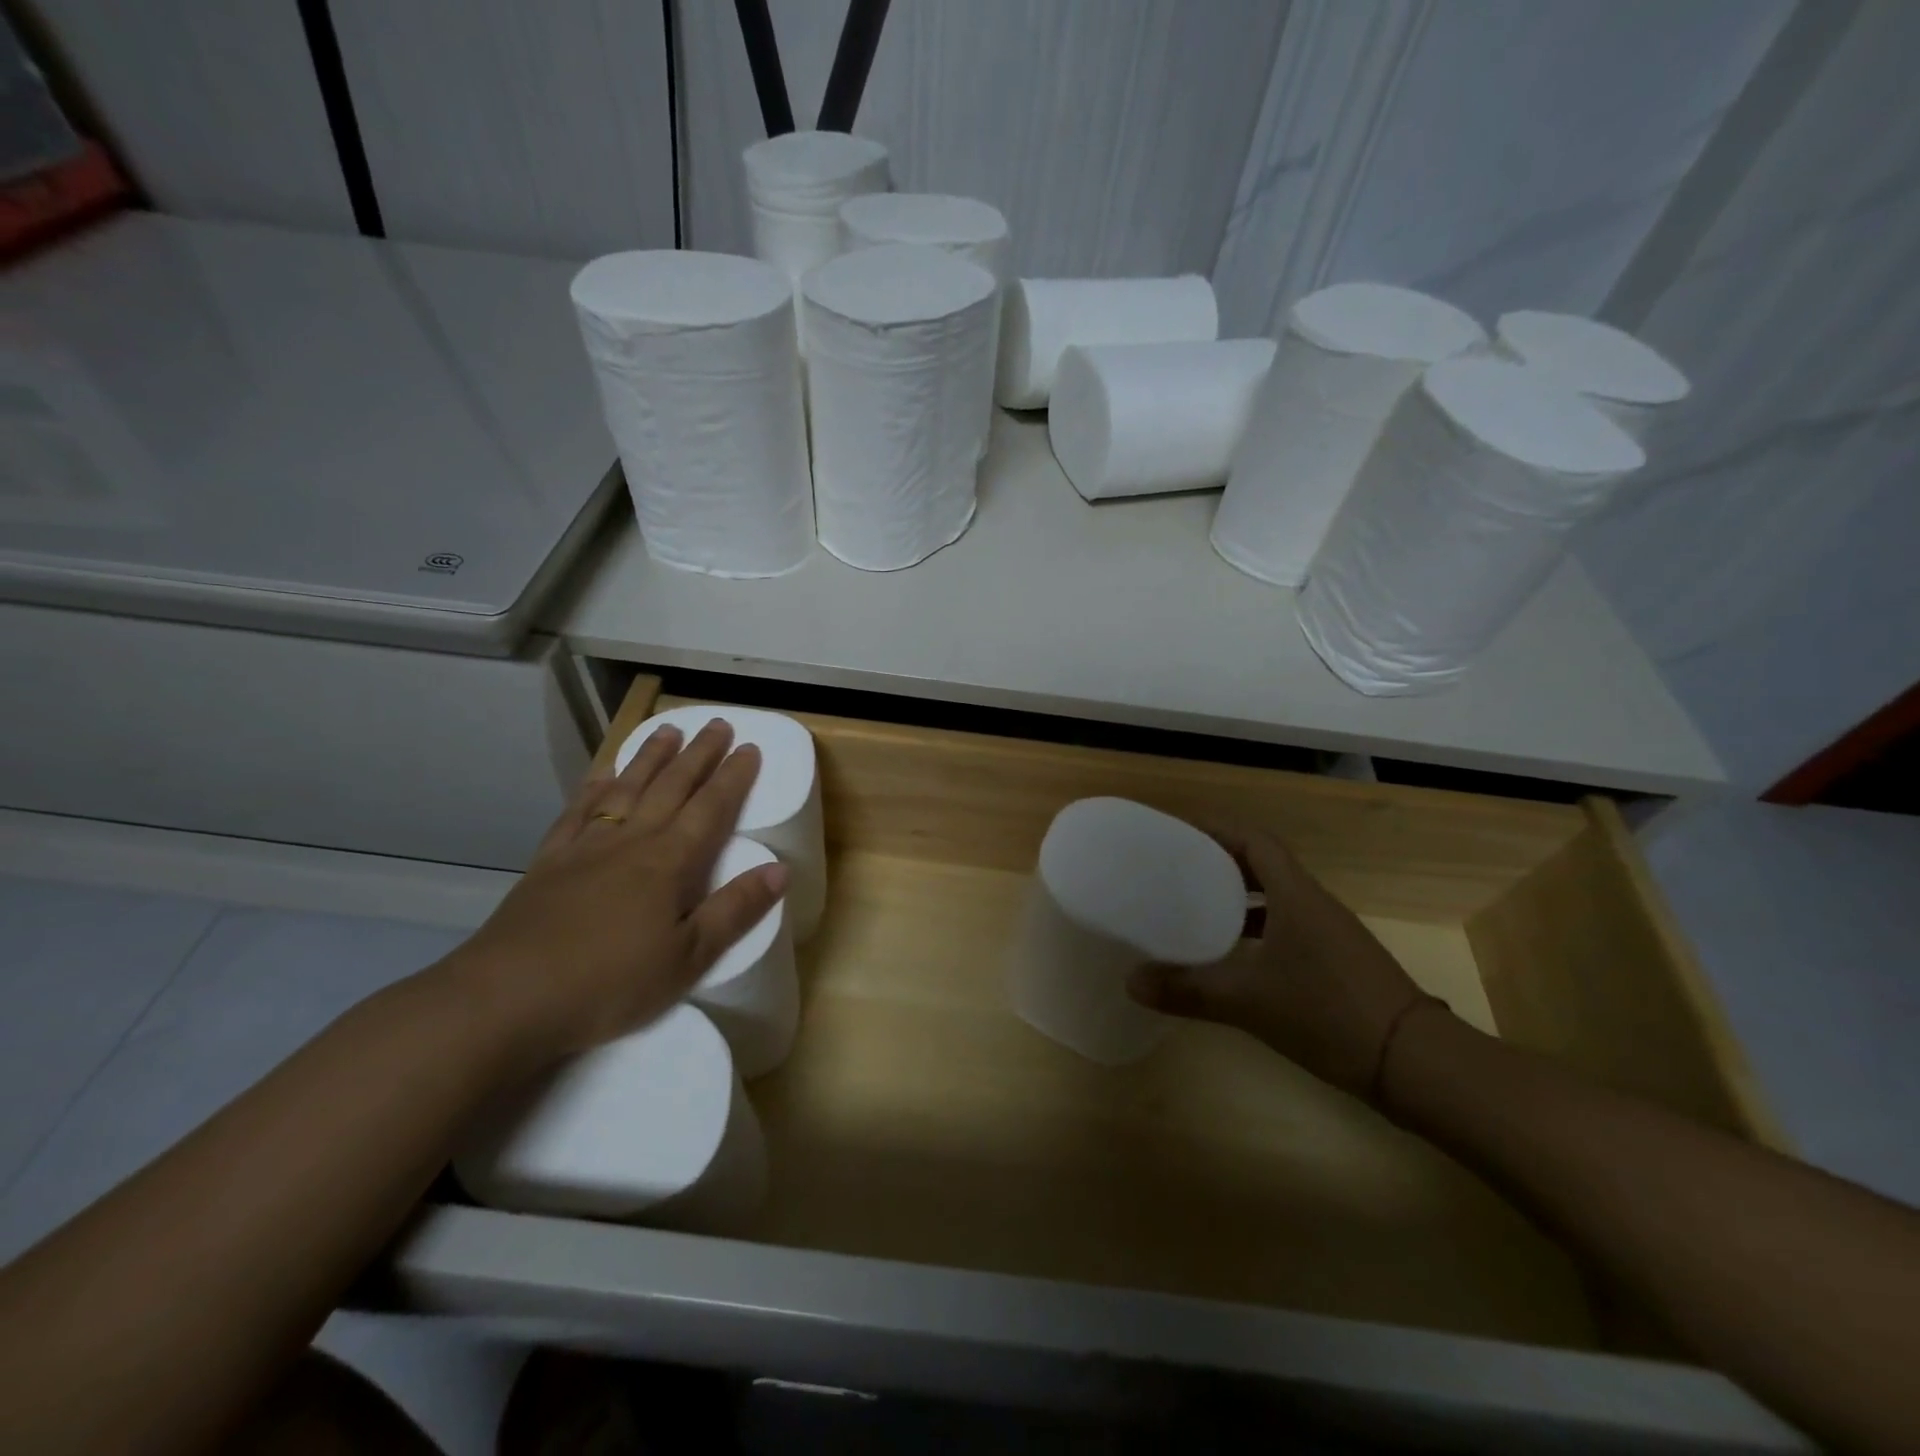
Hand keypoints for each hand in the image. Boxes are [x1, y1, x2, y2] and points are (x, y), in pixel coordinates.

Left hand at [444, 719, 787, 1062]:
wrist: (507, 997)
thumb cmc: (610, 982)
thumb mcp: (688, 958)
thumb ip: (735, 910)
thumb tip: (781, 869)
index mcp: (669, 862)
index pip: (711, 807)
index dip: (733, 776)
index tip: (750, 747)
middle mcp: (631, 841)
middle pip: (671, 786)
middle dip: (698, 754)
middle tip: (717, 724)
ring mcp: (586, 847)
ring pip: (626, 789)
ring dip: (650, 758)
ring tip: (667, 731)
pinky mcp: (550, 862)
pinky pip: (578, 812)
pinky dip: (593, 788)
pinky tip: (601, 775)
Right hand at [1127, 828, 1433, 1099]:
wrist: (1415, 1064)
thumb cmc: (1329, 1012)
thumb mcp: (1249, 1001)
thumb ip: (1189, 990)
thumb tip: (1132, 982)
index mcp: (1296, 895)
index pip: (1255, 841)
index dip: (1218, 831)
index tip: (1180, 834)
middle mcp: (1314, 905)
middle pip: (1263, 866)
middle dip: (1220, 864)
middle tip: (1177, 872)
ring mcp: (1329, 935)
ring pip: (1276, 900)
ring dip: (1238, 901)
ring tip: (1196, 912)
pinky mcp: (1336, 963)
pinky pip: (1287, 929)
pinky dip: (1257, 933)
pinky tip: (1234, 960)